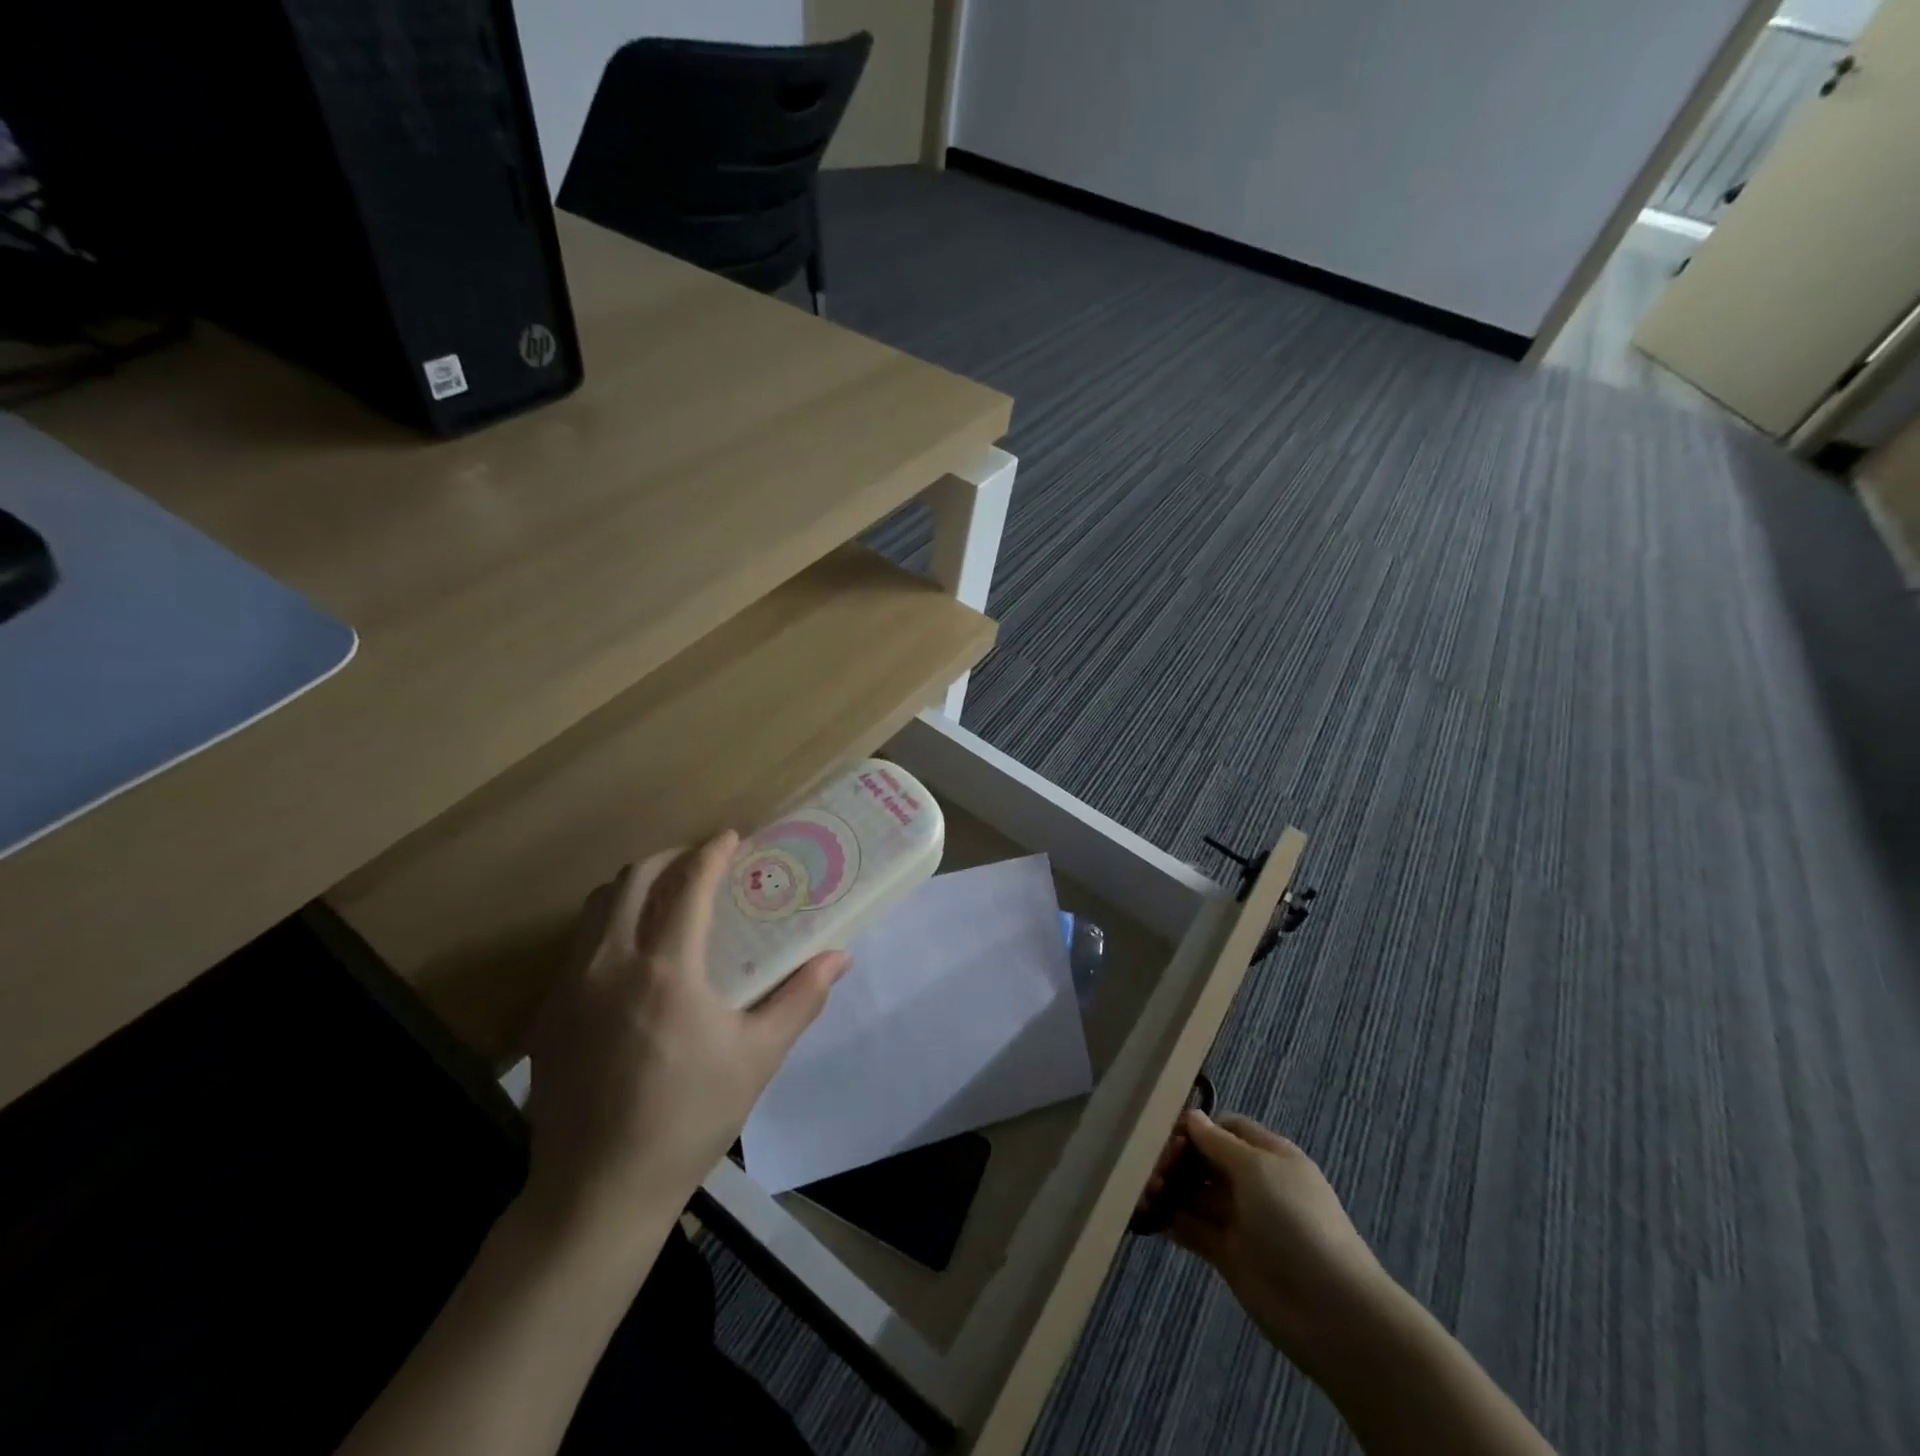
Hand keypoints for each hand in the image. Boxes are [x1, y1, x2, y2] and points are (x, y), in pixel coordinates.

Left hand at [522, 831, 849, 1244]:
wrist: (597, 1192)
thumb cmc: (688, 1119)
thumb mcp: (757, 1057)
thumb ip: (800, 998)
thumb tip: (840, 956)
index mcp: (665, 970)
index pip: (687, 886)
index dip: (711, 853)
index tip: (732, 837)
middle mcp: (609, 964)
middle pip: (632, 880)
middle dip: (669, 858)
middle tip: (701, 862)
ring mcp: (570, 987)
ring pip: (597, 907)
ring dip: (634, 887)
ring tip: (666, 897)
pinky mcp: (548, 1013)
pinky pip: (578, 943)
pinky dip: (608, 923)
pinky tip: (632, 953)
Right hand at [1150, 1110, 1399, 1370]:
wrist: (1329, 1310)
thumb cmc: (1294, 1220)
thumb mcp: (1256, 1168)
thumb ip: (1217, 1143)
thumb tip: (1192, 1117)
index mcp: (1268, 1155)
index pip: (1227, 1128)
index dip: (1198, 1127)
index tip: (1167, 1133)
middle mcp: (1254, 1183)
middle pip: (1207, 1160)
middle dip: (1178, 1158)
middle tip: (1153, 1166)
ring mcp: (1241, 1220)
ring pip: (1196, 1194)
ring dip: (1170, 1189)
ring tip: (1148, 1191)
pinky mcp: (1228, 1255)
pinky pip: (1194, 1230)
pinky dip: (1173, 1221)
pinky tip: (1152, 1217)